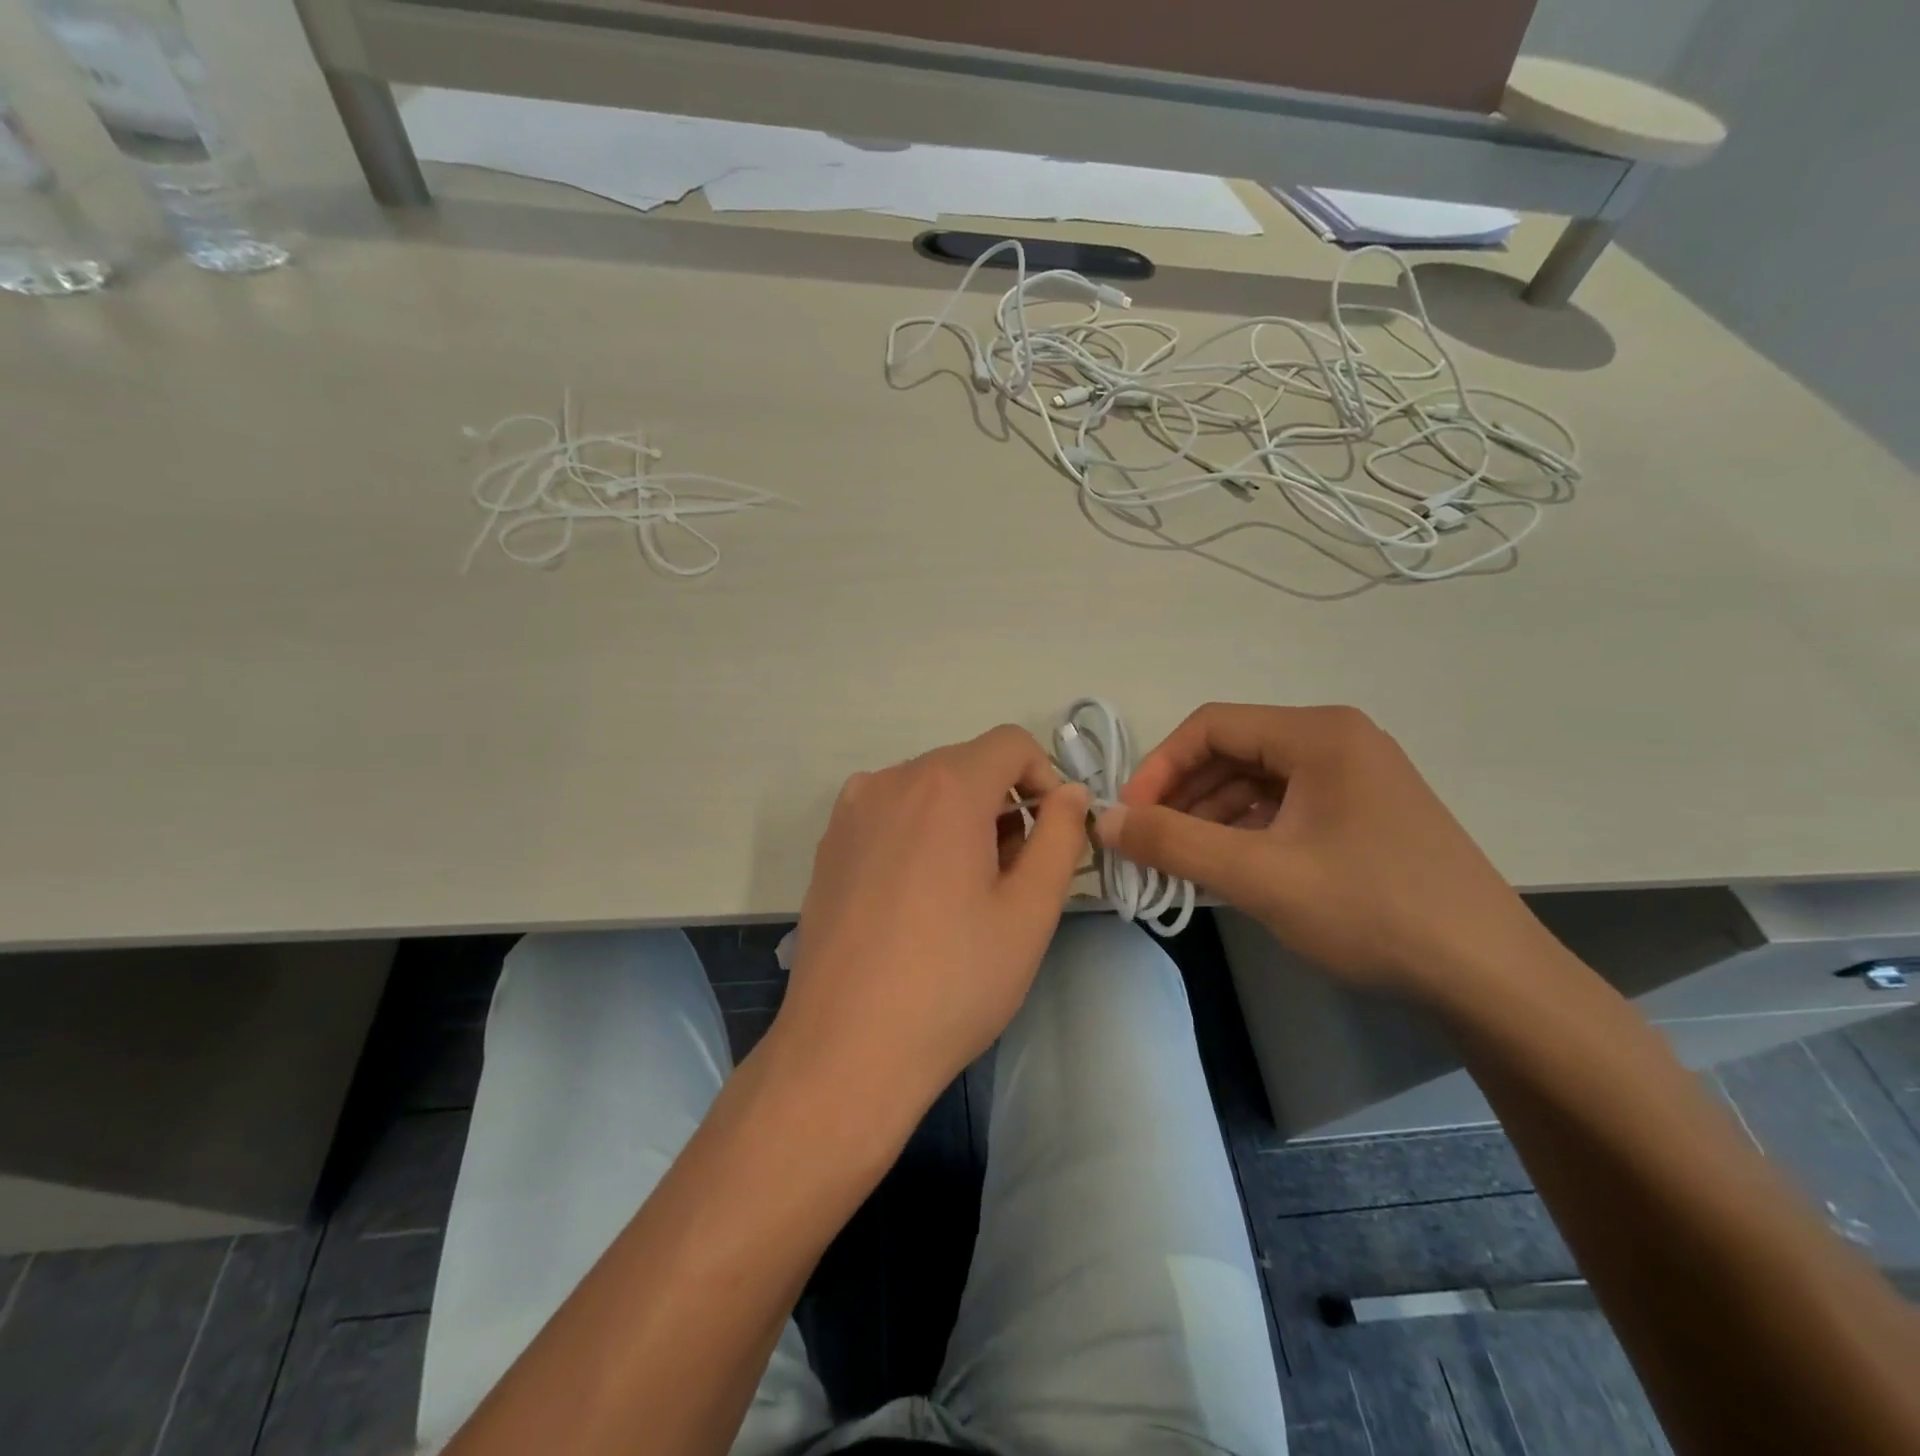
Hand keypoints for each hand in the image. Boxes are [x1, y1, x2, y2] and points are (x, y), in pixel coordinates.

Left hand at [769, 725, 1089, 1124]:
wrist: (845, 1049)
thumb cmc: (953, 981)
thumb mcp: (1030, 911)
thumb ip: (1061, 836)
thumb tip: (1070, 793)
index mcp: (945, 786)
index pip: (1011, 743)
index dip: (1044, 779)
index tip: (1050, 836)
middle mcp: (890, 781)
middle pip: (967, 765)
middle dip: (1003, 804)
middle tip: (1012, 876)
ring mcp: (850, 811)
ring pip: (927, 790)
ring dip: (961, 820)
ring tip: (966, 893)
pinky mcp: (828, 845)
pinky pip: (890, 814)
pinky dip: (919, 834)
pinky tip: (918, 900)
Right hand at [1099, 703, 1549, 1000]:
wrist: (1490, 979)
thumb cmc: (1372, 911)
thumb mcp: (1260, 876)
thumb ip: (1173, 842)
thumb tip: (1104, 819)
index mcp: (1318, 734)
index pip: (1211, 726)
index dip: (1159, 767)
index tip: (1130, 817)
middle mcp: (1338, 741)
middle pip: (1233, 752)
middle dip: (1183, 797)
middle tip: (1148, 845)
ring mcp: (1356, 778)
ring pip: (1256, 783)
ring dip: (1210, 818)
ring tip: (1179, 864)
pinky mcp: (1364, 815)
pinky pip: (1284, 809)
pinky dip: (1245, 833)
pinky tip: (1226, 870)